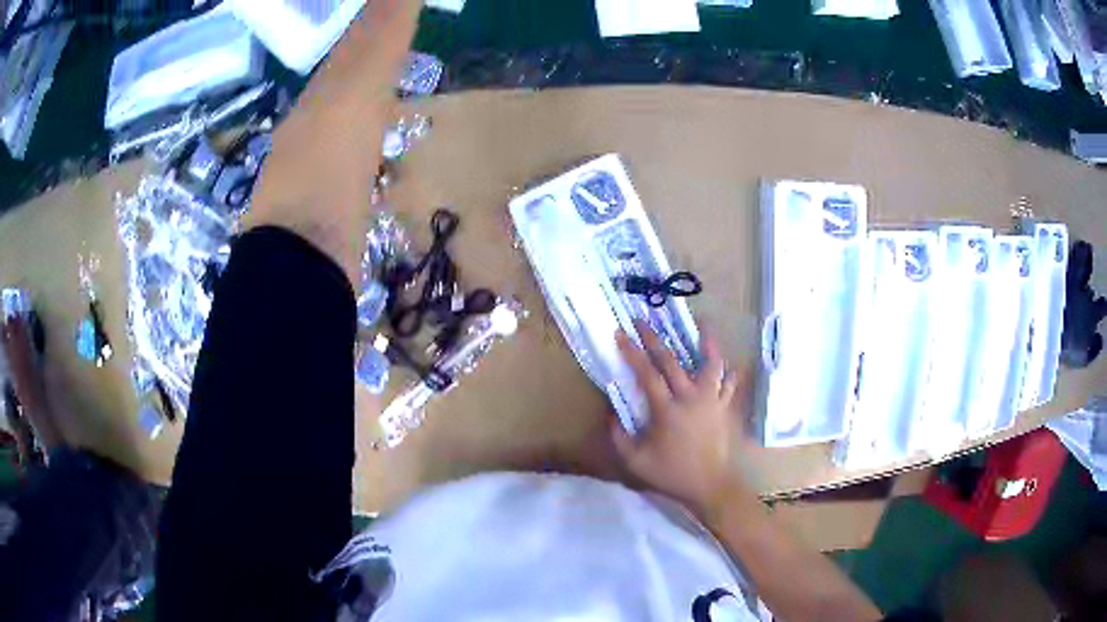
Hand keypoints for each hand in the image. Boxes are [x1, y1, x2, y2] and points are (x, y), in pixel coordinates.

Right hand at [611, 321, 746, 510]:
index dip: (632, 352)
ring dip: (707, 342)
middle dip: (654, 338)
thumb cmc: (672, 474)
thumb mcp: (636, 462)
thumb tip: (612, 414)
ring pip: (711, 364)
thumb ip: (619, 438)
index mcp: (667, 410)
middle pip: (672, 361)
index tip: (620, 334)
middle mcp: (691, 398)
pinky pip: (729, 383)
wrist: (710, 485)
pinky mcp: (725, 407)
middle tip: (642, 321)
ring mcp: (712, 401)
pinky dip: (726, 371)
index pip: (646, 374)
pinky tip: (723, 363)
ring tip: (703, 325)